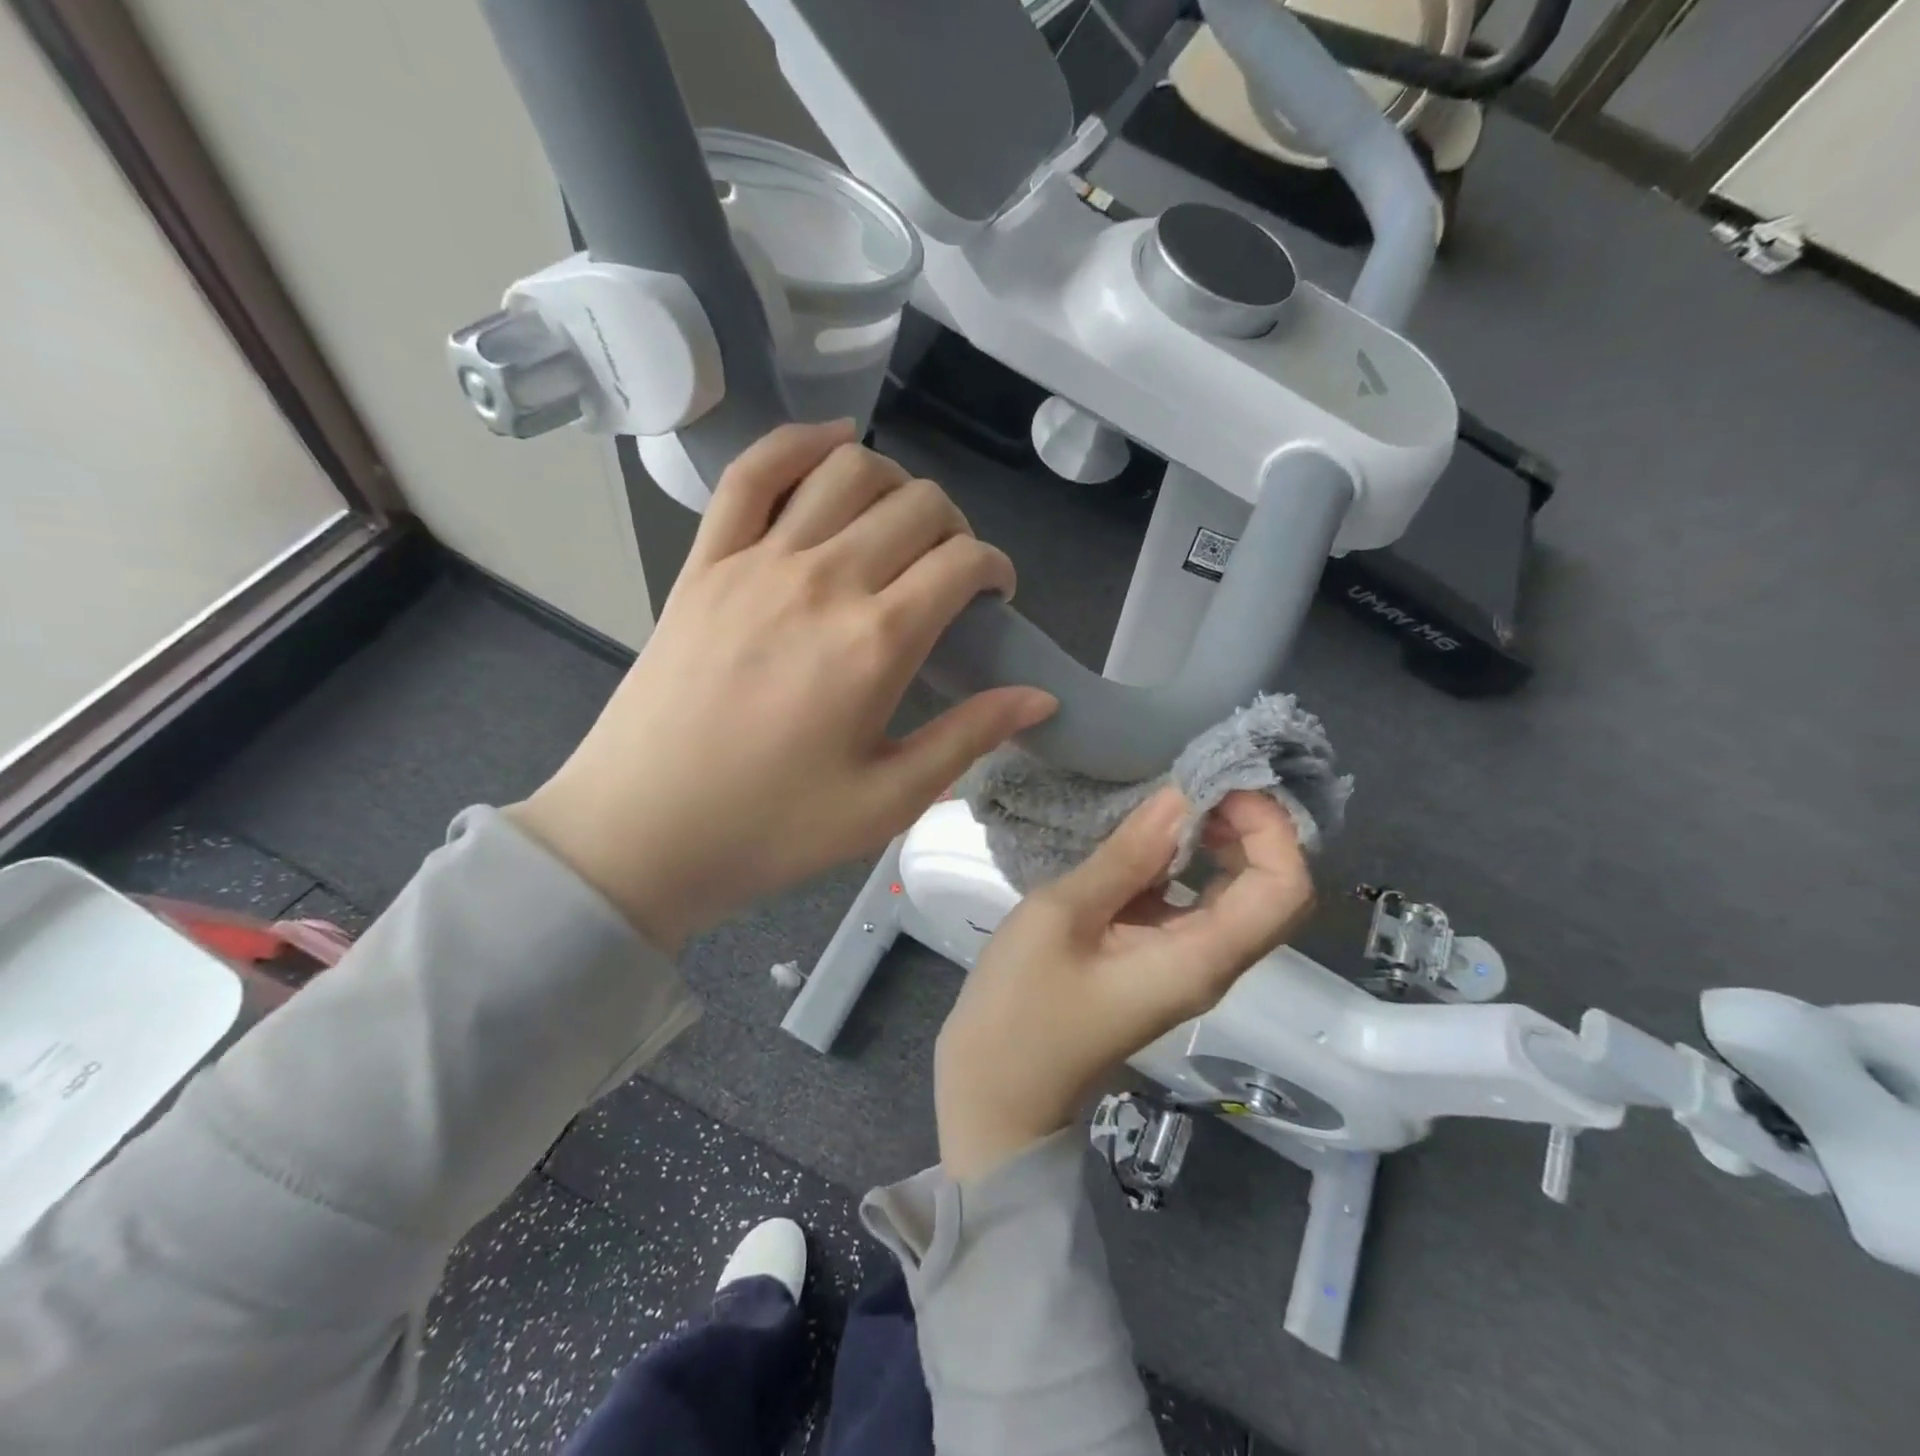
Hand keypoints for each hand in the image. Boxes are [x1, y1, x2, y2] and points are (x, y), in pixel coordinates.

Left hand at [512, 420, 1054, 950]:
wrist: (641, 832)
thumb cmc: (771, 828)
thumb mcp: (887, 802)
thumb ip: (968, 737)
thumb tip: (1041, 695)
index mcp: (875, 643)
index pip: (962, 562)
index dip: (995, 569)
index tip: (994, 598)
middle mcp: (823, 580)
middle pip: (916, 506)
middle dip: (954, 528)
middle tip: (950, 573)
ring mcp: (756, 561)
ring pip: (847, 470)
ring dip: (894, 482)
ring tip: (900, 523)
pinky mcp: (705, 561)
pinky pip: (753, 472)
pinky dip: (799, 442)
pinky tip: (833, 443)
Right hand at [935, 788, 1314, 1180]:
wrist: (997, 1091)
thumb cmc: (1020, 1007)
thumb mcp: (1062, 916)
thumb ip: (1126, 857)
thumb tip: (1180, 797)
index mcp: (1200, 958)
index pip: (1284, 887)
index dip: (1269, 826)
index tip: (1216, 784)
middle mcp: (1211, 963)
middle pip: (1275, 890)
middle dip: (1252, 827)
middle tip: (1196, 782)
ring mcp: (1186, 965)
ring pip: (1239, 896)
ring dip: (1222, 842)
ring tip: (1173, 797)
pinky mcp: (1159, 963)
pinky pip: (1197, 905)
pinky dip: (1186, 863)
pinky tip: (1145, 838)